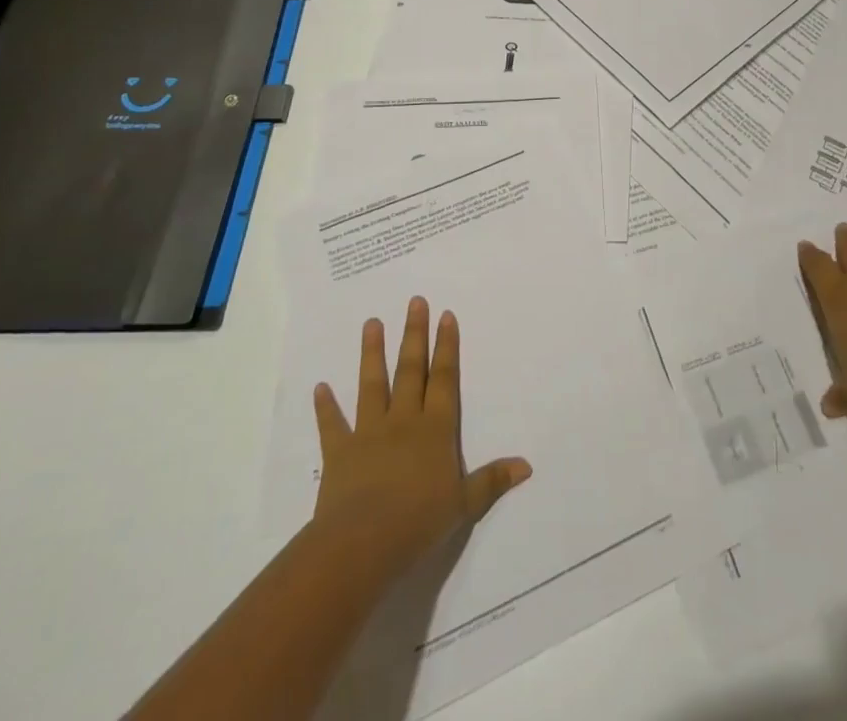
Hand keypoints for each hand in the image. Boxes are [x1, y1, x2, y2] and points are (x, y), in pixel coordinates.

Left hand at [311, 298, 531, 578]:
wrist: (362, 543)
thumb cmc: (419, 523)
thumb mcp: (464, 505)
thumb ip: (492, 481)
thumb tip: (526, 465)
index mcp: (436, 430)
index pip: (444, 380)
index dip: (447, 347)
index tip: (445, 315)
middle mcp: (404, 421)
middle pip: (411, 370)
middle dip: (414, 335)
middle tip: (415, 301)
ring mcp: (369, 433)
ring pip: (372, 385)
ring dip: (372, 353)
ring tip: (371, 322)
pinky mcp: (340, 452)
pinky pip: (332, 425)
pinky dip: (325, 407)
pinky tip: (320, 387)